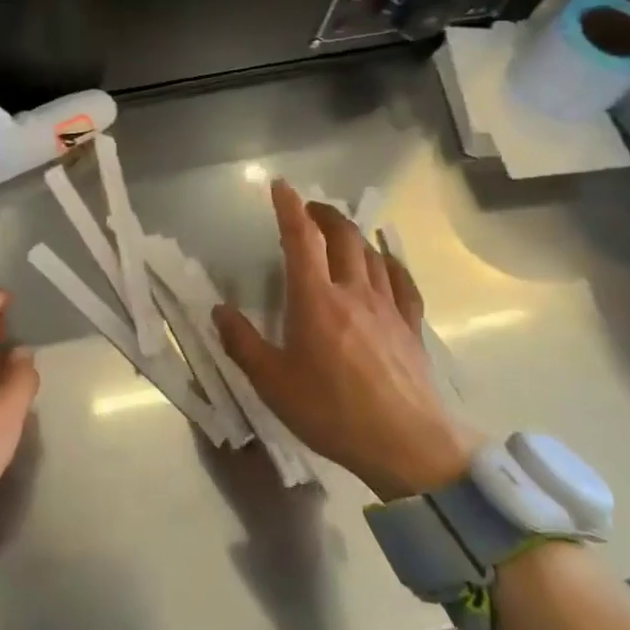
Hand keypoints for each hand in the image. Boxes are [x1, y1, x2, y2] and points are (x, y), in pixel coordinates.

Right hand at [213, 179, 481, 500]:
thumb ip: (243, 344)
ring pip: (372, 253)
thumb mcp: (273, 383)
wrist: (406, 444)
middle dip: (324, 214)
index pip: (300, 239)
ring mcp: (387, 306)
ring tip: (341, 231)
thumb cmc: (332, 412)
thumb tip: (219, 311)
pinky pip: (402, 281)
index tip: (280, 185)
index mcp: (315, 299)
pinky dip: (390, 262)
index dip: (289, 208)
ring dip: (353, 233)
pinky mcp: (410, 326)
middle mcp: (352, 291)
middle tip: (309, 208)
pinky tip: (386, 262)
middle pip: (342, 236)